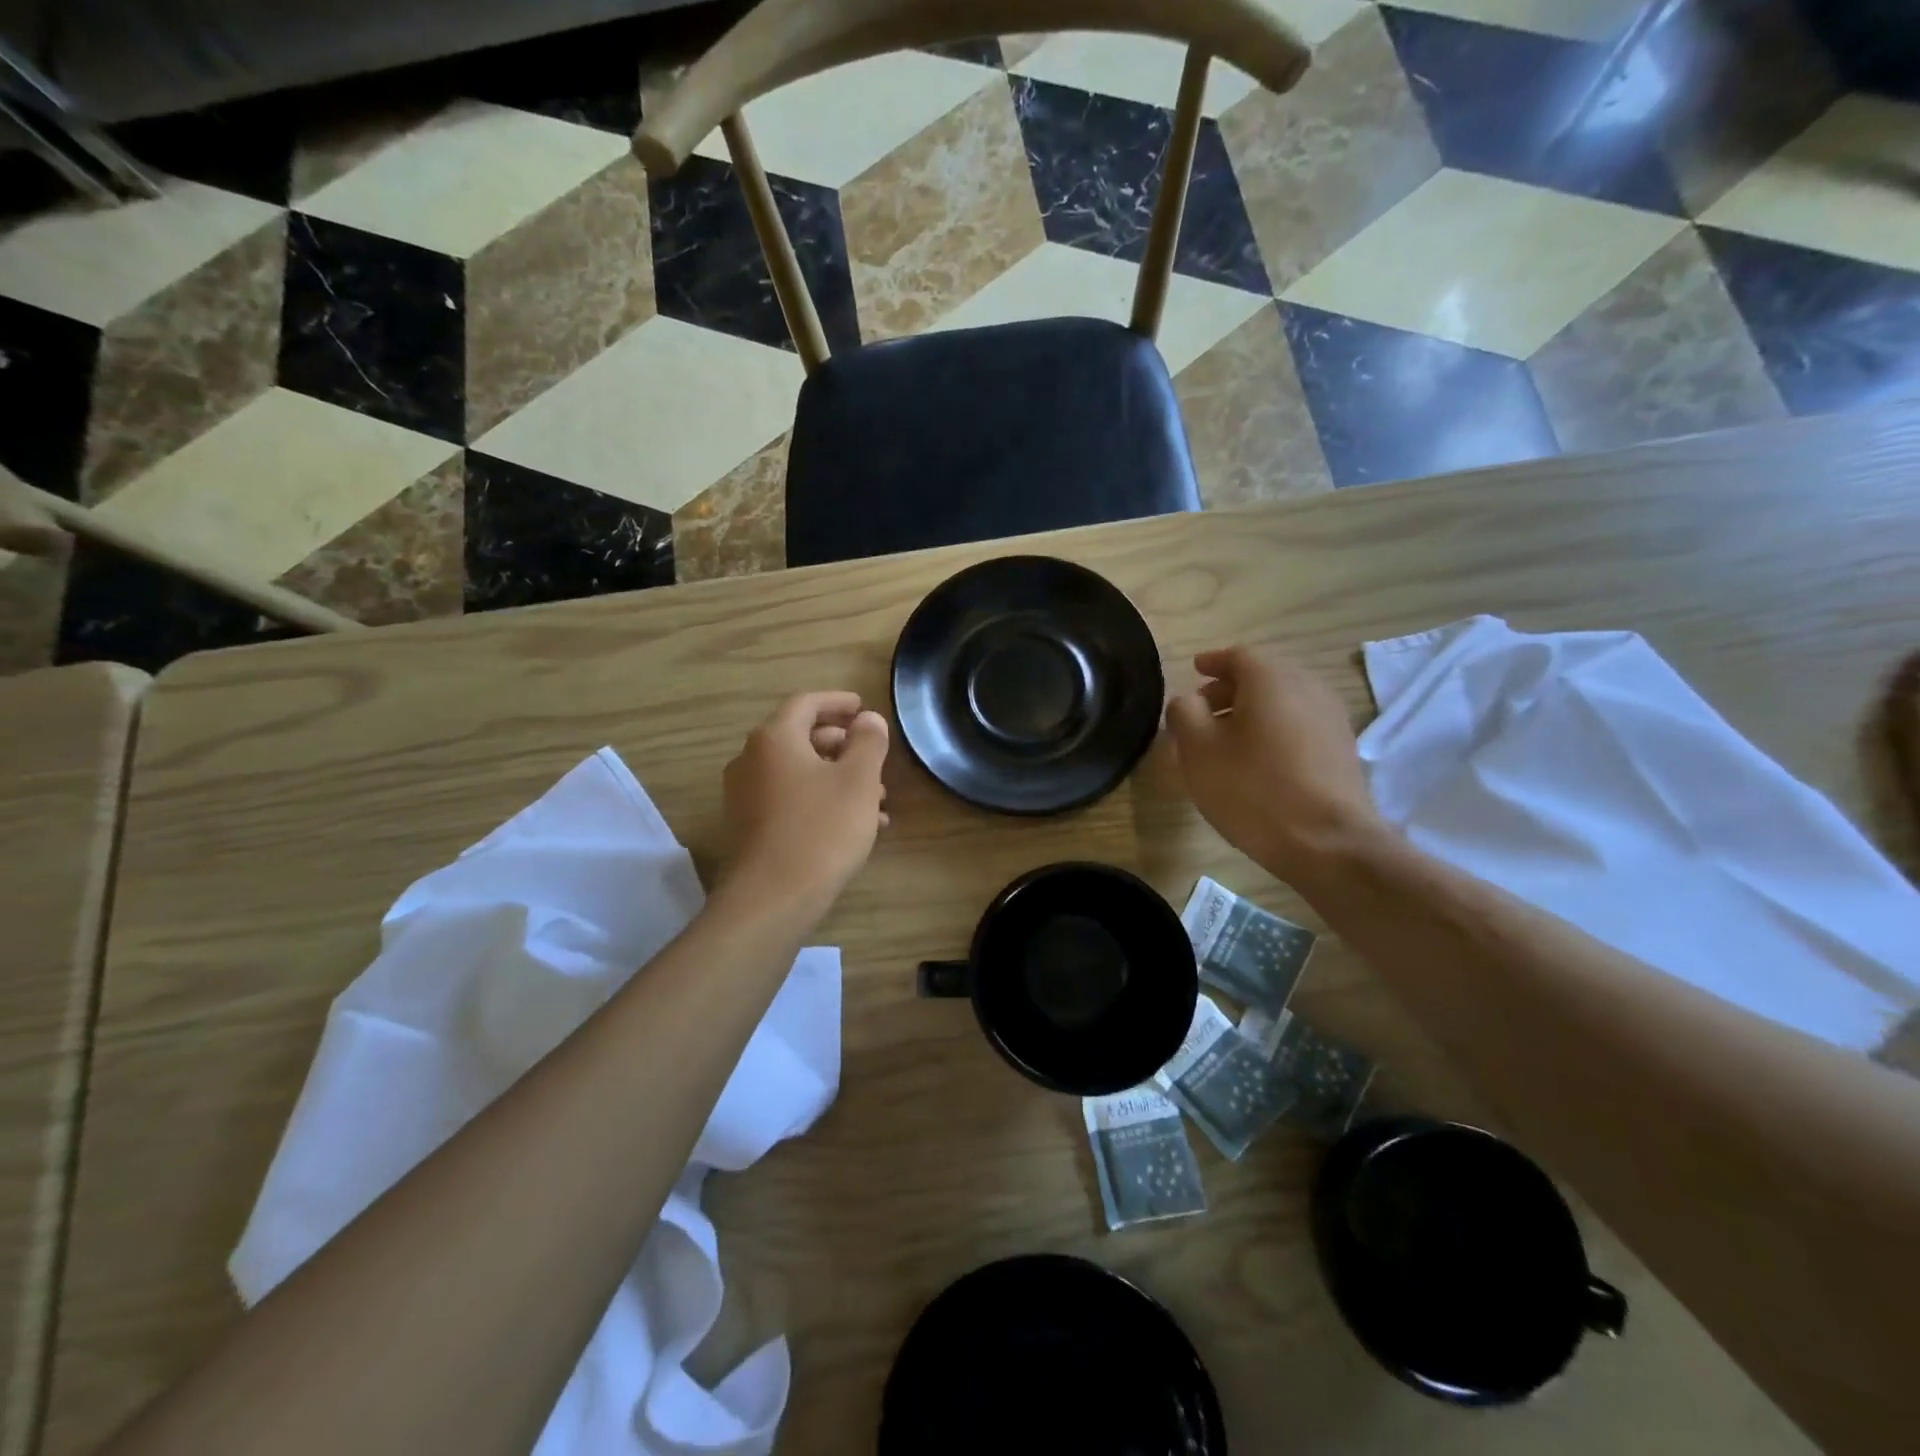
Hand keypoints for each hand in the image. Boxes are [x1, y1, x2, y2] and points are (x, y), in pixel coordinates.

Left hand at [719, 691, 889, 924]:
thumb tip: (868, 719)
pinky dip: (821, 800)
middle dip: (842, 745)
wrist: (772, 899)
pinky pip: (790, 799)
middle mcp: (751, 760)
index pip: (806, 703)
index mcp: (774, 739)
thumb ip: (868, 742)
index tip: (864, 708)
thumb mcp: (858, 781)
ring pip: (798, 772)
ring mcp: (746, 795)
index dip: (838, 702)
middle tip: (873, 757)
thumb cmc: (821, 830)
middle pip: (800, 737)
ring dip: (836, 777)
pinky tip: (854, 825)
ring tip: (876, 799)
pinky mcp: (749, 826)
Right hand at [1165, 646, 1385, 884]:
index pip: (1238, 656)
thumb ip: (1184, 713)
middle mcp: (1308, 688)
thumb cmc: (1253, 790)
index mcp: (1272, 679)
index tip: (1194, 670)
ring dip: (1253, 711)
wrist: (1328, 843)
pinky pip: (1300, 725)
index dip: (1212, 662)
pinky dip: (1274, 730)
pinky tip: (1258, 760)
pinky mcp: (1342, 751)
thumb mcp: (1198, 750)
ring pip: (1284, 702)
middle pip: (1264, 676)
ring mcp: (1332, 719)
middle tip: (1203, 709)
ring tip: (1227, 739)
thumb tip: (1187, 700)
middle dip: (1230, 688)